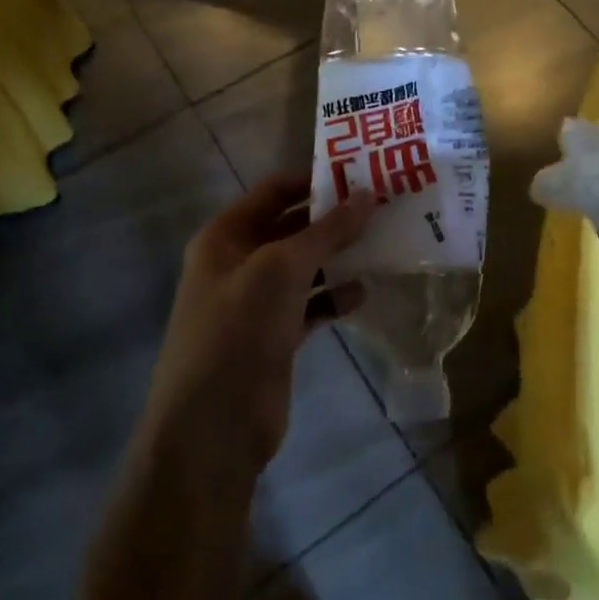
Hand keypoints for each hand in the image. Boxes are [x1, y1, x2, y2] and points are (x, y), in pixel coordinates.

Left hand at [142, 172, 376, 476]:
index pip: (274, 192)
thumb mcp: (282, 270)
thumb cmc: (239, 331)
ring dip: (339, 257)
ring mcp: (257, 302)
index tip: (362, 172)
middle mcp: (239, 262)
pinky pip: (311, 304)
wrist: (214, 427)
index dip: (315, 179)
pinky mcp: (276, 335)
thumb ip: (327, 231)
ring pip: (305, 266)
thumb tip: (369, 195)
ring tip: (385, 243)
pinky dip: (334, 297)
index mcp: (226, 236)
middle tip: (385, 206)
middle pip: (292, 227)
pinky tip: (363, 292)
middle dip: (334, 219)